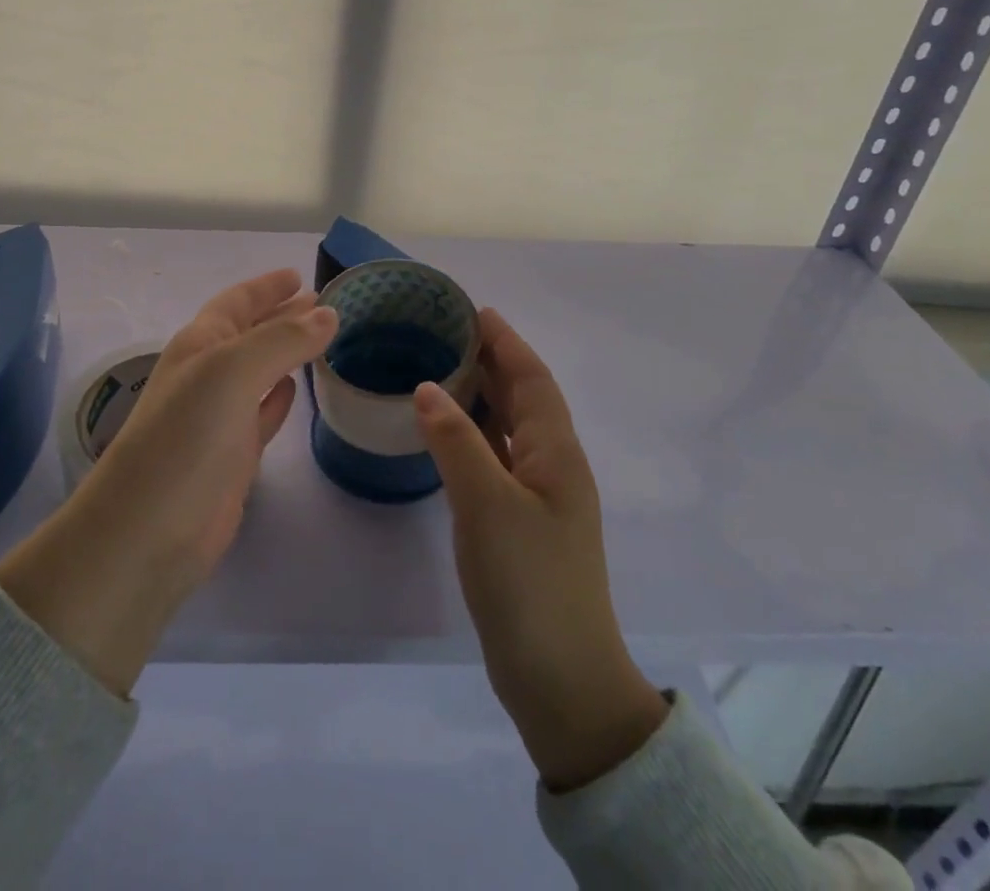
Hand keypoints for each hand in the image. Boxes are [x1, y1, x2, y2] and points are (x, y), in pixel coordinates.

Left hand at [0, 270, 336, 695]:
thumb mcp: (231, 373)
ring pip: (260, 371)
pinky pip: (263, 412)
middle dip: (282, 315)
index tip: (300, 276)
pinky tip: (296, 388)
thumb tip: (328, 313)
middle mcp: (208, 373)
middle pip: (251, 333)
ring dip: (287, 352)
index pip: (237, 302)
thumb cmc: (185, 437)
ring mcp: (219, 416)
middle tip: (323, 304)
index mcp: (200, 343)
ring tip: (322, 339)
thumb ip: (281, 340)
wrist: (148, 531)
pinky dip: (280, 396)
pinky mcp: (233, 455)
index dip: (266, 287)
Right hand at [413, 308, 667, 791]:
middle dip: (493, 361)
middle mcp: (553, 467)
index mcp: (557, 453)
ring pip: (510, 428)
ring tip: (441, 368)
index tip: (474, 310)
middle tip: (447, 332)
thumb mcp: (487, 504)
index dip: (507, 341)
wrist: (561, 679)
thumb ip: (456, 440)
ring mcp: (539, 498)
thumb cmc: (529, 582)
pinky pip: (497, 458)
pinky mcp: (520, 524)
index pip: (532, 379)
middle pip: (524, 398)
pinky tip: (446, 433)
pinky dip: (474, 434)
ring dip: (483, 395)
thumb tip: (428, 387)